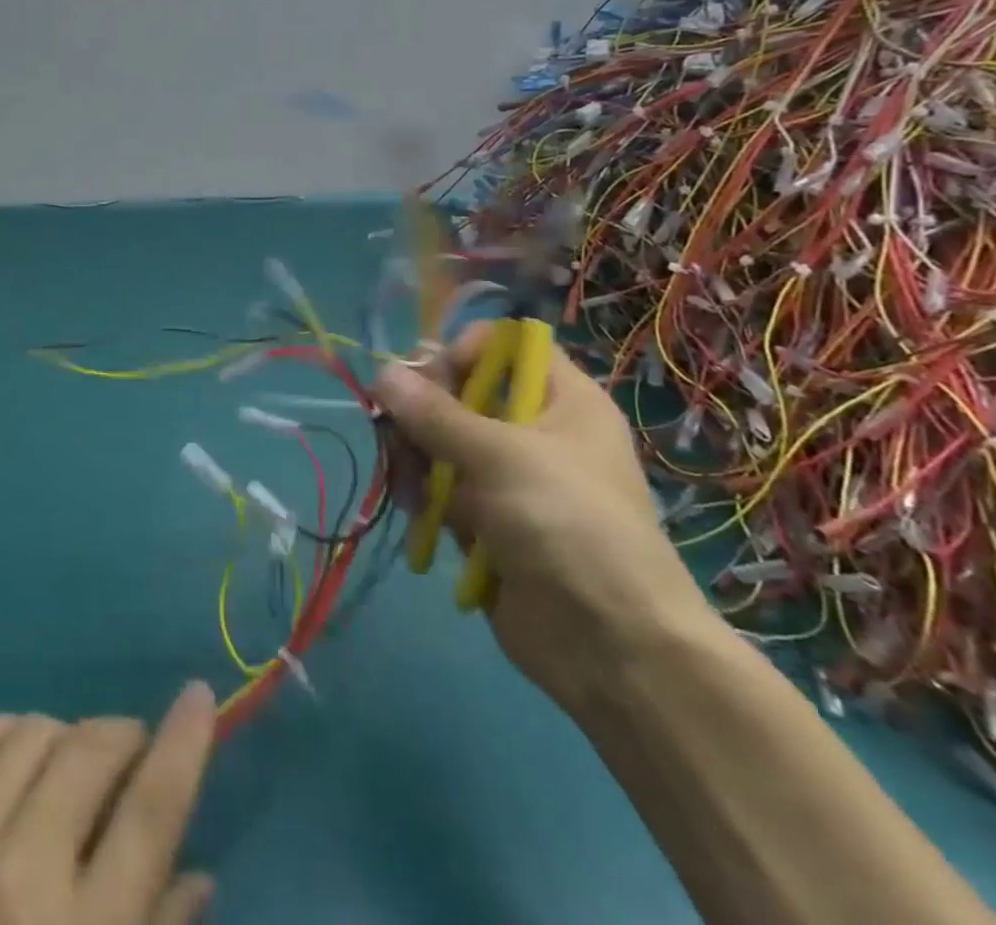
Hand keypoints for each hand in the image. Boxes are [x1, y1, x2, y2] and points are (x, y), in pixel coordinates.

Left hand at [0, 681, 217, 924]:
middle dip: (125, 735)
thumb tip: (199, 874)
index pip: (150, 809)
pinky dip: (10, 733)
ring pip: (33, 732)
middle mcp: (19, 875)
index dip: (183, 743)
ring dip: (69, 736)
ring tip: (76, 765)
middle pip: (90, 751)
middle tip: (135, 753)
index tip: (199, 694)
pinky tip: (23, 756)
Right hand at [375, 325, 714, 715]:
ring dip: (416, 457)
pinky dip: (423, 496)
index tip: (434, 380)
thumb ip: (434, 413)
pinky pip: (440, 489)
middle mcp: (535, 432)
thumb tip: (382, 373)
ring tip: (410, 485)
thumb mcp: (499, 455)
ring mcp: (508, 479)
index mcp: (562, 401)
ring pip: (441, 443)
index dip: (464, 352)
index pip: (505, 347)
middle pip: (460, 394)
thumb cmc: (568, 525)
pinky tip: (416, 513)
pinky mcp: (486, 521)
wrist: (613, 648)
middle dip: (423, 411)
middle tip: (401, 433)